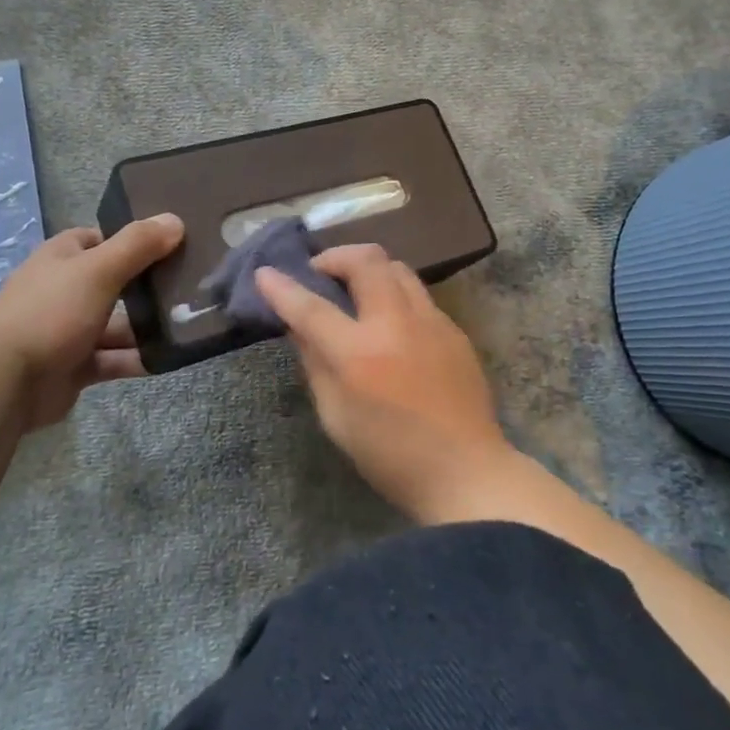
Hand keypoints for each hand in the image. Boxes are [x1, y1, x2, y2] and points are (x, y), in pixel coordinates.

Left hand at [0, 214, 183, 433]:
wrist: (5, 380)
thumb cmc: (51, 311)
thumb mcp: (99, 270)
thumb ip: (137, 245)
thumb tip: (176, 219)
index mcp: (62, 258)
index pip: (99, 239)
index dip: (131, 240)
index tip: (170, 244)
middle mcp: (65, 290)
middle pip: (114, 282)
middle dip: (147, 286)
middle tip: (192, 286)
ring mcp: (69, 330)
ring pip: (117, 324)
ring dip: (147, 326)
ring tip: (190, 325)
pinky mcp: (75, 366)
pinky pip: (114, 359)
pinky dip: (138, 359)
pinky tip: (170, 358)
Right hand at [256, 243, 510, 519]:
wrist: (466, 472)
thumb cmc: (391, 456)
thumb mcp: (336, 417)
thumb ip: (315, 363)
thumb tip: (299, 327)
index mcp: (360, 354)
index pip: (311, 308)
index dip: (282, 288)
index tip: (264, 273)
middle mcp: (396, 325)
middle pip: (365, 260)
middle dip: (334, 257)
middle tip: (319, 275)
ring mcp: (432, 322)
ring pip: (396, 267)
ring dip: (367, 268)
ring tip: (354, 288)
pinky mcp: (454, 329)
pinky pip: (418, 294)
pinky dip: (393, 293)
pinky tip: (388, 322)